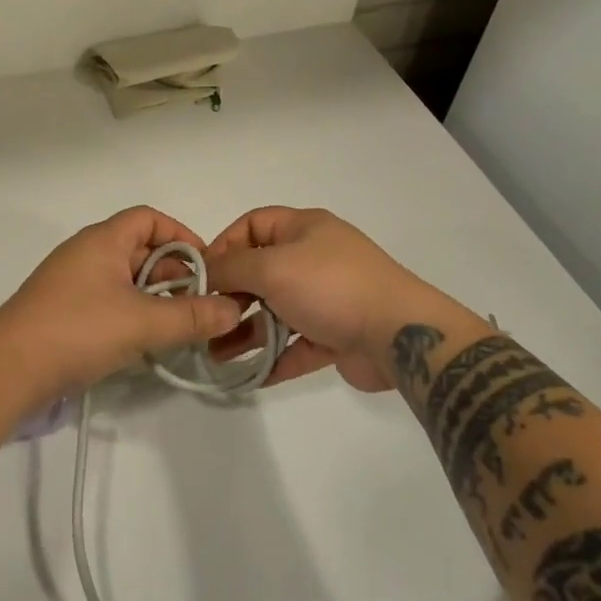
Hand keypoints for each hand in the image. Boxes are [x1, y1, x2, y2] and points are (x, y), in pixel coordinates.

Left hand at [0, 206, 242, 400]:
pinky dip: (131, 313)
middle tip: (199, 303)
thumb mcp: (142, 322)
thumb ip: (191, 316)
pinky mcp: (62, 311)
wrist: (7, 369)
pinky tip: (143, 342)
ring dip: (153, 297)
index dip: (181, 235)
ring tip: (177, 325)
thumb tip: (234, 309)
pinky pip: (107, 300)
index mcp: (103, 240)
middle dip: (173, 273)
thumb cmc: (78, 329)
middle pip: (139, 249)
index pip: (149, 218)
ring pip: (123, 278)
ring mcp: (71, 282)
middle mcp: (86, 253)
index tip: (206, 266)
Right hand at [205, 207, 458, 391]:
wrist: (398, 334)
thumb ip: (232, 268)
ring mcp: (326, 298)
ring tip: (215, 355)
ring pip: (275, 312)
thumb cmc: (330, 286)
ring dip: (246, 331)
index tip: (202, 275)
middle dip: (231, 295)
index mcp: (303, 228)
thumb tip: (206, 273)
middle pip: (261, 270)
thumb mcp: (273, 266)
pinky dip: (272, 358)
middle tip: (206, 319)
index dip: (225, 244)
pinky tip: (248, 376)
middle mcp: (313, 258)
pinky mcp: (335, 335)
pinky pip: (295, 345)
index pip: (253, 224)